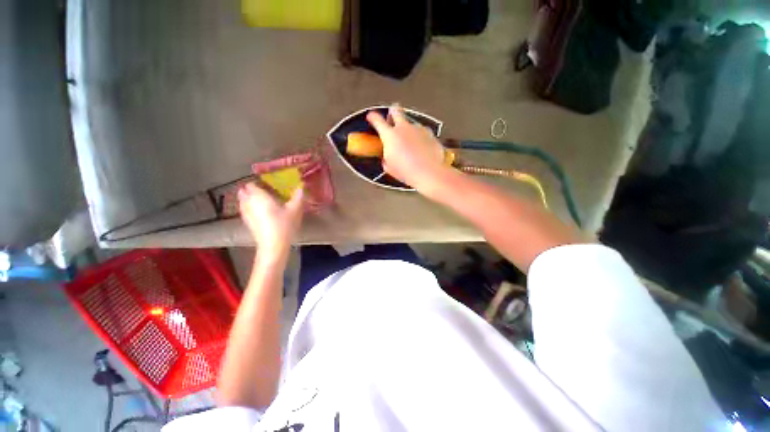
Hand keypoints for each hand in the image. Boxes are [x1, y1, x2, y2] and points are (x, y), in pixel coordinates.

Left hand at [238, 183, 303, 263]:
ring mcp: (246, 214)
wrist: (273, 245)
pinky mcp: (247, 224)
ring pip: (243, 202)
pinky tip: (261, 213)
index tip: (268, 185)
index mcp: (259, 196)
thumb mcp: (295, 210)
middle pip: (244, 193)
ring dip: (250, 200)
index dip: (258, 183)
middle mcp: (249, 203)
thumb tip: (301, 187)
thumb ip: (298, 197)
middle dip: (251, 191)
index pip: (251, 185)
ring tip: (263, 202)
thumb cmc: (284, 224)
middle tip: (265, 192)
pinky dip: (251, 209)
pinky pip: (245, 211)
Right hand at [366, 105, 449, 192]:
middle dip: (392, 112)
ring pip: (411, 122)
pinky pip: (423, 131)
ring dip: (408, 128)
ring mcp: (418, 129)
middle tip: (391, 118)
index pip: (377, 120)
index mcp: (390, 135)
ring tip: (410, 141)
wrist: (428, 173)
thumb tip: (387, 157)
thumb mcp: (390, 167)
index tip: (371, 117)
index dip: (372, 117)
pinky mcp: (430, 134)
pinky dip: (420, 137)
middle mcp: (404, 128)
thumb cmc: (406, 171)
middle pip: (396, 110)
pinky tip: (421, 146)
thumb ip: (386, 158)